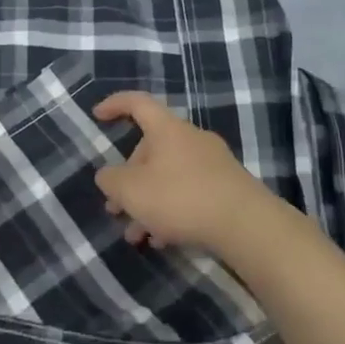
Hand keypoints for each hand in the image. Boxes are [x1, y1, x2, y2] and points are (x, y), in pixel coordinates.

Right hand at [93, 91, 278, 253]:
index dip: (115, 105)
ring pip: (169, 176)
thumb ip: (111, 180)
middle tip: (116, 208)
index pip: (137, 103)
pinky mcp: (227, 188)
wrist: (247, 225)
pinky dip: (171, 211)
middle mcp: (191, 138)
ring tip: (136, 236)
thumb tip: (108, 176)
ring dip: (148, 202)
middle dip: (129, 179)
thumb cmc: (181, 197)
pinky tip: (164, 240)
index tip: (97, 115)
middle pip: (151, 149)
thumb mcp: (131, 191)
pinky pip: (189, 192)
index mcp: (167, 129)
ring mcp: (213, 163)